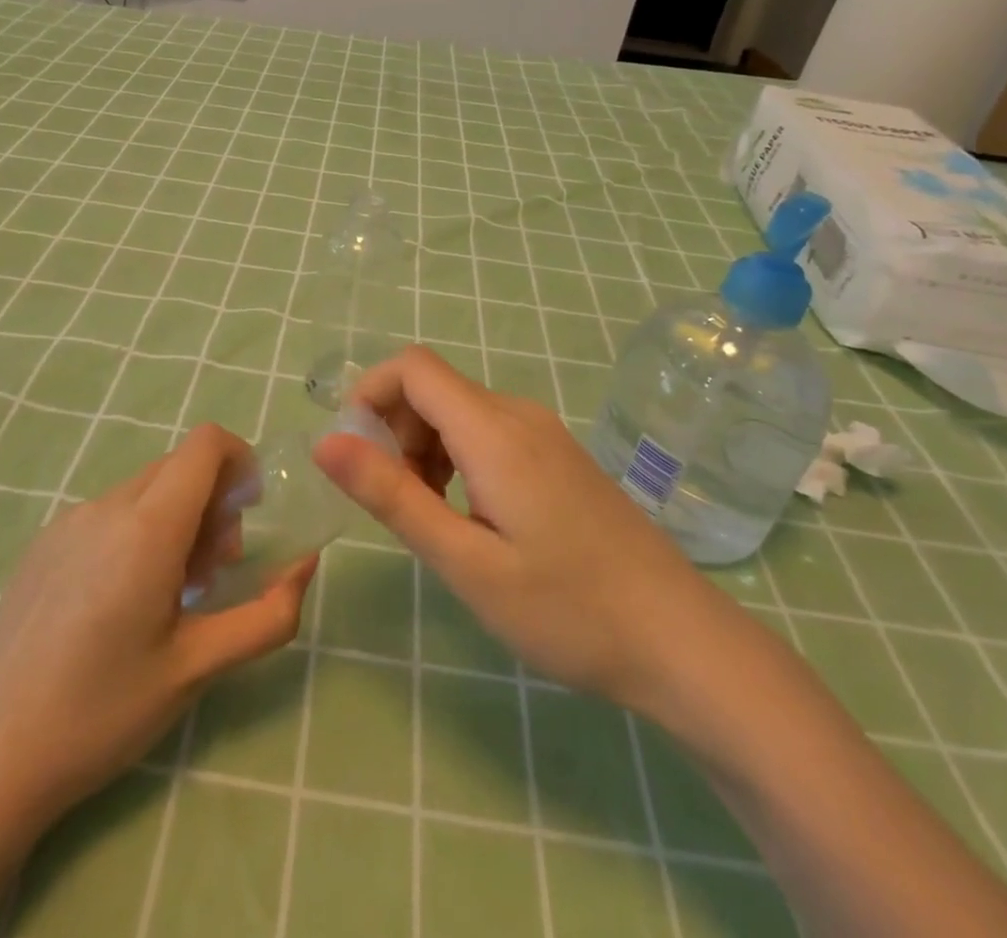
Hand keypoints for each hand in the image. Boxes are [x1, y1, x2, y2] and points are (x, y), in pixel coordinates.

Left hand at [0, 423, 314, 827]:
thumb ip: (267, 613)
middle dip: (213, 503)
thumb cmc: (102, 712)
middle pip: (179, 467)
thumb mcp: (199, 668)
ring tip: (166, 597)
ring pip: (144, 490)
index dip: (241, 461)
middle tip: (210, 577)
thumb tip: (305, 563)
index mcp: (148, 527)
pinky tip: (118, 605)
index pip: (207, 443)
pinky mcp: (42, 544)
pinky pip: (109, 513)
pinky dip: (137, 532)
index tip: (249, 515)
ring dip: (175, 520)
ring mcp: (67, 521)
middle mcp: (106, 507)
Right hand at [314, 346, 727, 712]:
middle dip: (395, 433)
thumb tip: (325, 441)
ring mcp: (545, 433)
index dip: (370, 395)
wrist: (681, 640)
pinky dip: (457, 459)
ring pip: (459, 412)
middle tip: (400, 505)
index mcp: (495, 431)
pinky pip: (489, 433)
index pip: (412, 366)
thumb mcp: (466, 562)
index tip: (356, 456)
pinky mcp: (559, 456)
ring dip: (425, 450)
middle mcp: (519, 414)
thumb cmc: (567, 609)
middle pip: (433, 389)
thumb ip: (393, 496)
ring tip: (435, 520)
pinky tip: (472, 518)